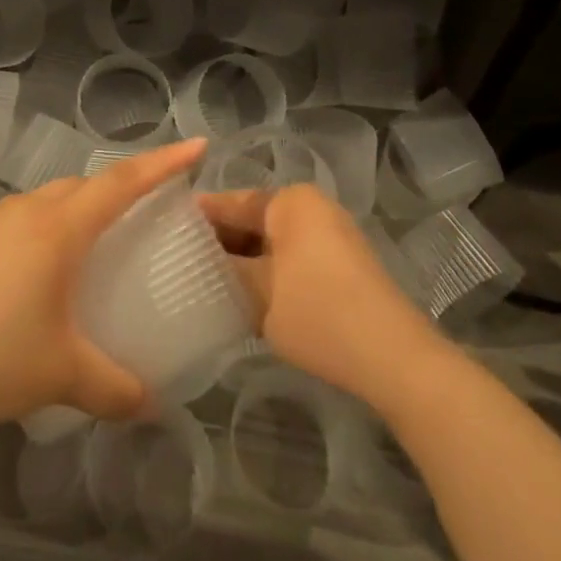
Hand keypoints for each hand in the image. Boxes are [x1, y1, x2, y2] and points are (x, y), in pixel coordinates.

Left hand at [0, 139, 206, 437]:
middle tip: (142, 212)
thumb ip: (111, 387)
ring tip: (86, 252)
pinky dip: (38, 234)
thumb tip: (149, 403)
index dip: (163, 163)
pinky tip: (28, 280)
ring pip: (45, 202)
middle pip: (82, 186)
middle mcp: (25, 211)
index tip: (197, 146)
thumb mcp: (59, 374)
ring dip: (74, 212)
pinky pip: (15, 223)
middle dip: (117, 189)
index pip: (123, 182)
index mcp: (58, 228)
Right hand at [201, 184, 447, 408]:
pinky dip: (269, 270)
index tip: (166, 232)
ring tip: (206, 280)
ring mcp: (331, 234)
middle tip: (181, 261)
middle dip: (221, 241)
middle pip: (253, 218)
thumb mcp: (258, 294)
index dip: (198, 218)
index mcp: (290, 201)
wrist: (394, 358)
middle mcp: (311, 207)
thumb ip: (224, 270)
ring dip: (244, 259)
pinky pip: (293, 256)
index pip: (231, 201)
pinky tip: (245, 294)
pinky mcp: (343, 263)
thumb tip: (198, 260)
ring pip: (272, 240)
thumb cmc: (319, 314)